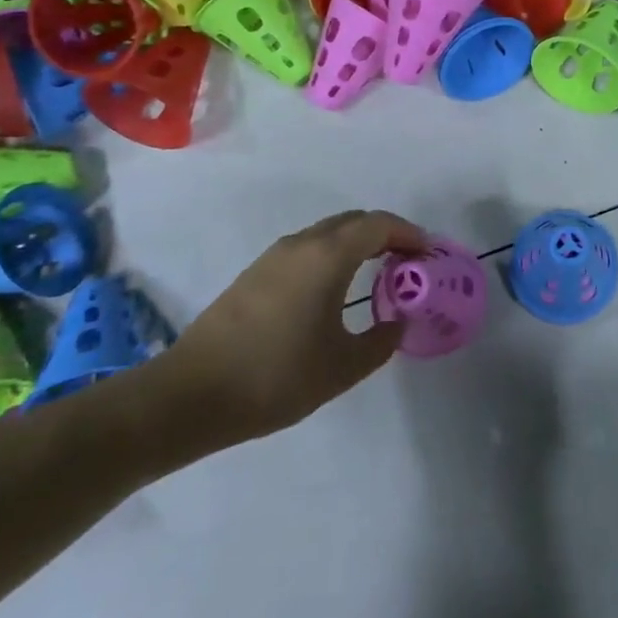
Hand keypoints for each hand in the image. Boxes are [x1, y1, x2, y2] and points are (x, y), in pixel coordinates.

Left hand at [146, 209, 426, 454]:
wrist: (190, 396)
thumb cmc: (276, 377)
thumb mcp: (343, 366)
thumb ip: (382, 340)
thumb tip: (398, 322)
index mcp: (328, 256)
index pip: (379, 225)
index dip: (409, 234)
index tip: (427, 255)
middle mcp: (302, 245)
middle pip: (354, 221)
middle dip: (386, 235)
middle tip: (407, 264)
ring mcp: (273, 257)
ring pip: (328, 233)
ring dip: (357, 244)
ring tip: (376, 275)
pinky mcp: (254, 275)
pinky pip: (307, 249)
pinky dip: (333, 256)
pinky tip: (334, 291)